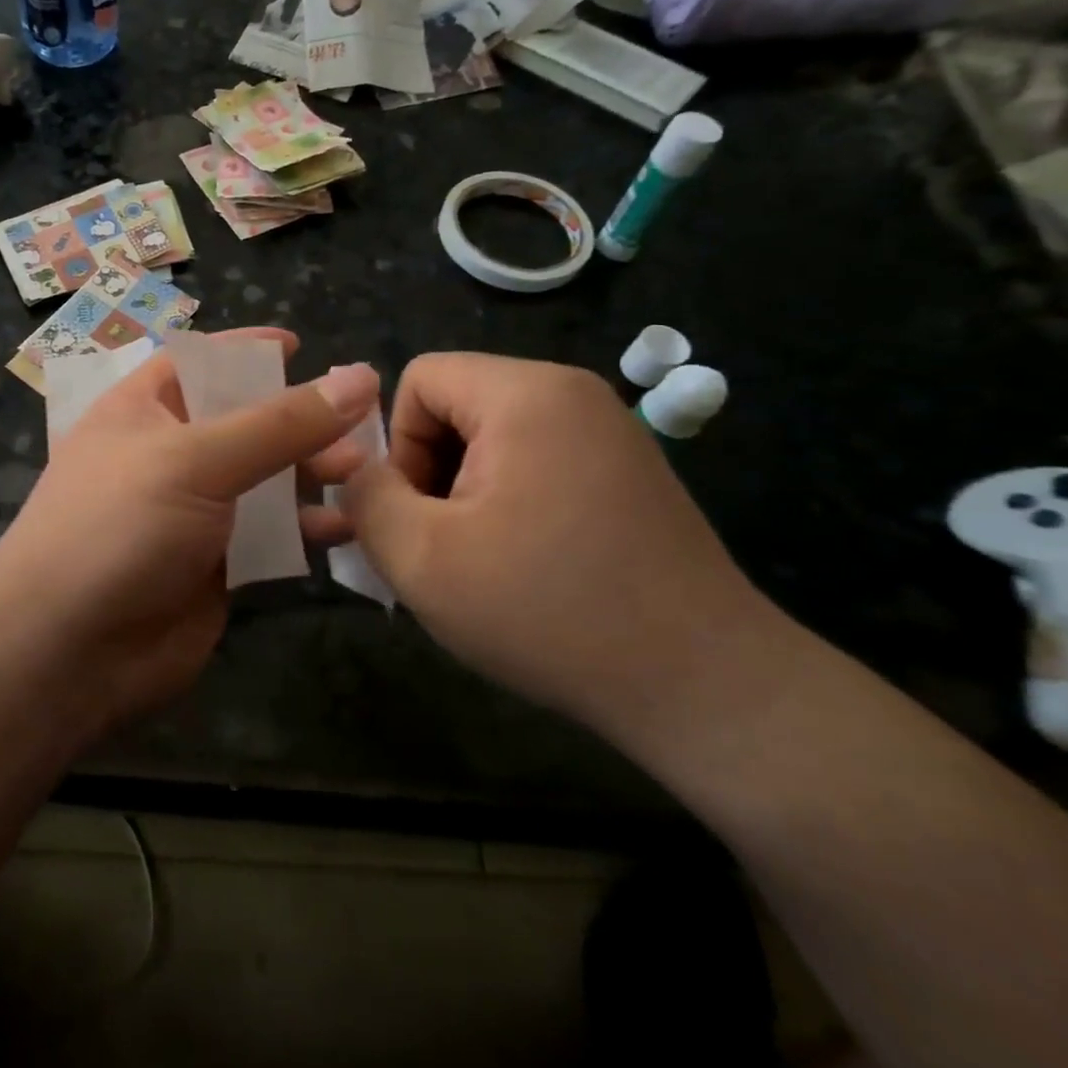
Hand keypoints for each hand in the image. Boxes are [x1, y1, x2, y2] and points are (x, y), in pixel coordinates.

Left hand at [0, 330, 378, 735]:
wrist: (65, 653)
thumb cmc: (119, 528)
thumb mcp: (196, 459)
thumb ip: (280, 423)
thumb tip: (360, 377)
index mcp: (145, 409)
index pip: (202, 361)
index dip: (248, 351)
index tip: (301, 346)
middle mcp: (170, 454)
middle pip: (246, 421)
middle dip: (300, 420)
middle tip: (359, 424)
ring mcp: (194, 512)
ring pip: (266, 480)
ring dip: (311, 473)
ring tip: (360, 474)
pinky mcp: (217, 565)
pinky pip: (271, 535)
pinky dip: (306, 528)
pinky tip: (344, 529)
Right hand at [336, 353, 771, 742]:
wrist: (706, 689)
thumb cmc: (549, 612)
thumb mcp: (422, 559)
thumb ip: (367, 499)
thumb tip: (361, 472)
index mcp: (525, 393)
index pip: (420, 379)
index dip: (397, 445)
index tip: (419, 516)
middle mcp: (572, 393)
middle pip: (457, 405)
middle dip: (431, 472)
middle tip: (444, 547)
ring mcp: (609, 432)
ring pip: (495, 438)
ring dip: (467, 493)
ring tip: (480, 563)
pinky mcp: (629, 472)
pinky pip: (539, 462)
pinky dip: (511, 503)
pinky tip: (527, 566)